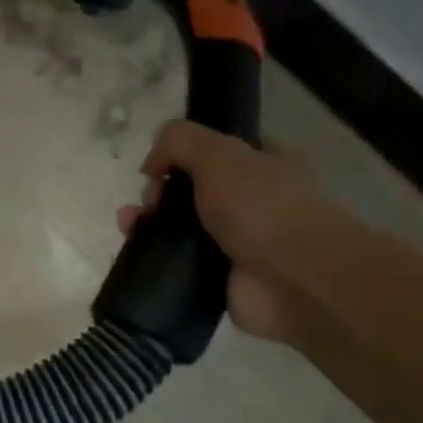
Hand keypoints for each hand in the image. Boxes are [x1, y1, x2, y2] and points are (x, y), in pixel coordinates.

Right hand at [117, 121, 350, 341]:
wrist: (294, 281)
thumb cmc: (262, 208)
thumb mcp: (219, 154)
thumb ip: (179, 141)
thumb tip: (151, 165)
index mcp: (264, 163)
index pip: (214, 151)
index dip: (180, 155)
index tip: (158, 168)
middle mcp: (252, 201)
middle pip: (189, 189)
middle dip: (158, 192)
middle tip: (150, 202)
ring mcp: (236, 242)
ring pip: (179, 227)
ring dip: (148, 224)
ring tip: (128, 226)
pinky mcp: (220, 278)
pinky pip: (177, 263)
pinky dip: (154, 258)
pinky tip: (135, 252)